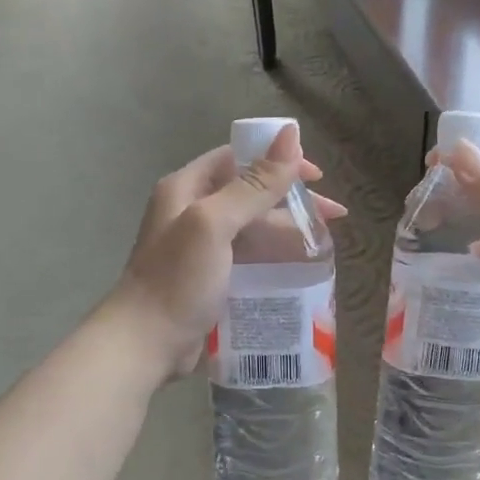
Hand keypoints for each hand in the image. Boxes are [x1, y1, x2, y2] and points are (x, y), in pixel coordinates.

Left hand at [108, 125, 345, 379]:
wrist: (145, 344)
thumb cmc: (177, 279)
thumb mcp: (215, 224)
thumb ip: (254, 184)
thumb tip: (290, 135)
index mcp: (186, 188)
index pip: (238, 158)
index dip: (278, 161)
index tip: (316, 177)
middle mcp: (191, 212)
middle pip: (250, 193)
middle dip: (291, 200)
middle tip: (334, 215)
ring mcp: (200, 248)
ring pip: (252, 228)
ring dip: (287, 230)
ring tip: (325, 243)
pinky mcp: (209, 279)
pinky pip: (249, 258)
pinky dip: (274, 257)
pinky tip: (299, 269)